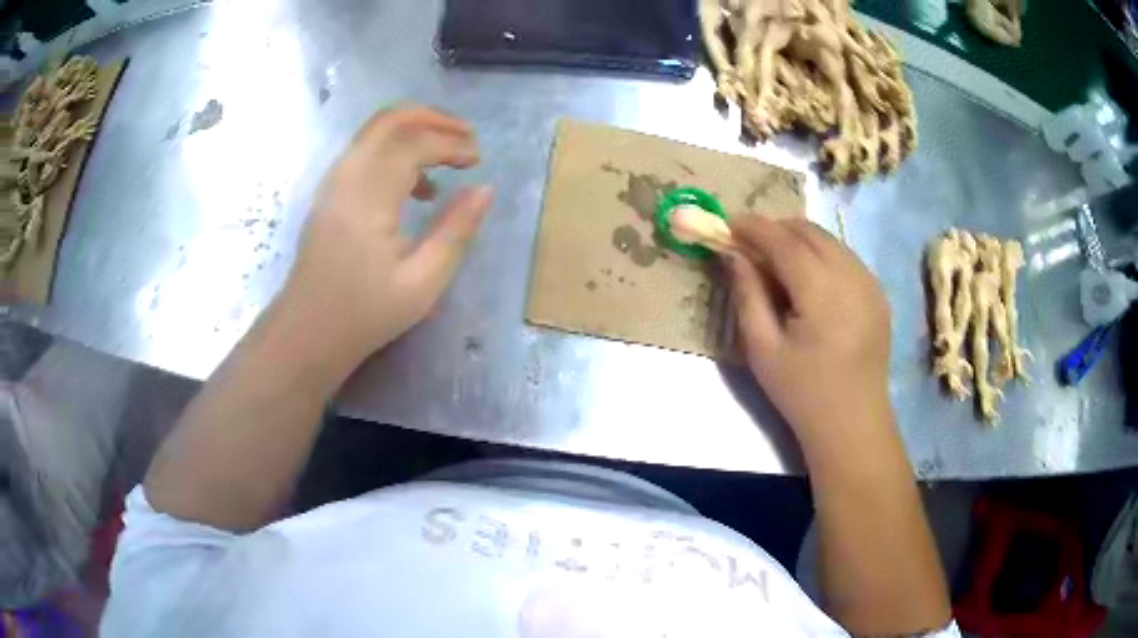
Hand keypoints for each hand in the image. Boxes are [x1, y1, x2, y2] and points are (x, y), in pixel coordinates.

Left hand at [282, 105, 492, 364]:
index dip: (451, 143)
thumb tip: (486, 189)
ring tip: (449, 153)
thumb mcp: (422, 282)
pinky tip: (417, 184)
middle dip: (434, 118)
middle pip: (390, 120)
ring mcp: (333, 181)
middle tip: (467, 136)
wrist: (307, 332)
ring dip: (414, 129)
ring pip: (375, 130)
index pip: (414, 143)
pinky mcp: (330, 191)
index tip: (479, 160)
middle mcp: (346, 177)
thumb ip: (456, 230)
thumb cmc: (365, 313)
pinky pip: (365, 150)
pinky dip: (395, 149)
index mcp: (368, 198)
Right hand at [724, 215, 892, 451]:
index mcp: (822, 291)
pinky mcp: (878, 293)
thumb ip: (747, 294)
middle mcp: (852, 275)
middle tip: (750, 245)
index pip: (784, 240)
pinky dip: (821, 256)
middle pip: (810, 231)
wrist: (853, 422)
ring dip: (799, 241)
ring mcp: (870, 282)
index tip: (728, 223)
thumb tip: (733, 254)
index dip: (754, 227)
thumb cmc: (802, 391)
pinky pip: (845, 257)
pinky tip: (809, 282)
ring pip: (830, 240)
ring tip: (777, 264)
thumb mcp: (762, 348)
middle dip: (777, 229)